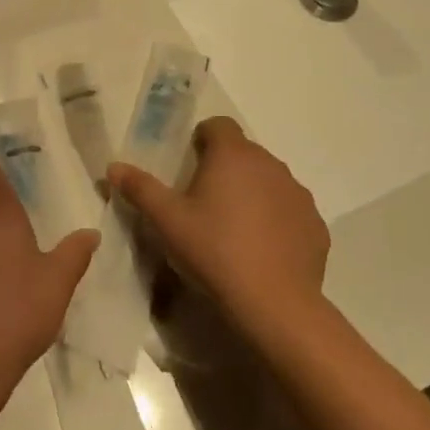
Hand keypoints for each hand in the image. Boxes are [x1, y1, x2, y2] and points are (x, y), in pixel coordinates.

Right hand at [108, 118, 329, 338]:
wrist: (275, 304)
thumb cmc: (214, 251)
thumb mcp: (167, 221)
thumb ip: (140, 188)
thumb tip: (114, 166)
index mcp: (233, 155)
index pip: (218, 125)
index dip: (202, 140)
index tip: (189, 167)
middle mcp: (270, 164)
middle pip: (243, 153)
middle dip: (224, 169)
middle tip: (203, 204)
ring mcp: (298, 194)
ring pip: (268, 181)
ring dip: (251, 193)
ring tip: (232, 229)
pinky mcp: (315, 224)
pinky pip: (289, 211)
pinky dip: (275, 220)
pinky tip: (261, 250)